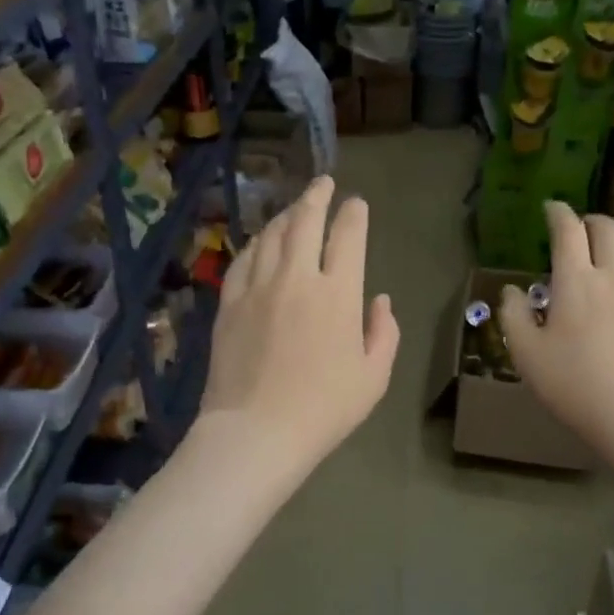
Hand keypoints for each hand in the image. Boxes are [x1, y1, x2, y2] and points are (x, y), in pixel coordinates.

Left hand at [198, 175, 398, 477]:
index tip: (356, 203)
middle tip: (323, 183)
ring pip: (271, 235)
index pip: (348, 236)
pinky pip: (243, 260)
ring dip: (286, 215)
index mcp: (338, 294)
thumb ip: (383, 332)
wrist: (257, 431)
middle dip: (317, 196)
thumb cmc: (324, 409)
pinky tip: (260, 243)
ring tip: (294, 209)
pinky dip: (255, 244)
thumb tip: (380, 300)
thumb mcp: (374, 377)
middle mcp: (296, 278)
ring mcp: (257, 287)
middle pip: (305, 221)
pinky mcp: (229, 303)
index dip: (354, 214)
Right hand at [497, 202, 613, 486]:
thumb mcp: (527, 355)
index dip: (558, 213)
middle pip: (608, 230)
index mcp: (576, 281)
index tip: (550, 207)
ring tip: (601, 254)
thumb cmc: (574, 385)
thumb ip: (514, 316)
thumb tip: (512, 291)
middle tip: (577, 228)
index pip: (568, 230)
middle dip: (590, 220)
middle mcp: (613, 278)